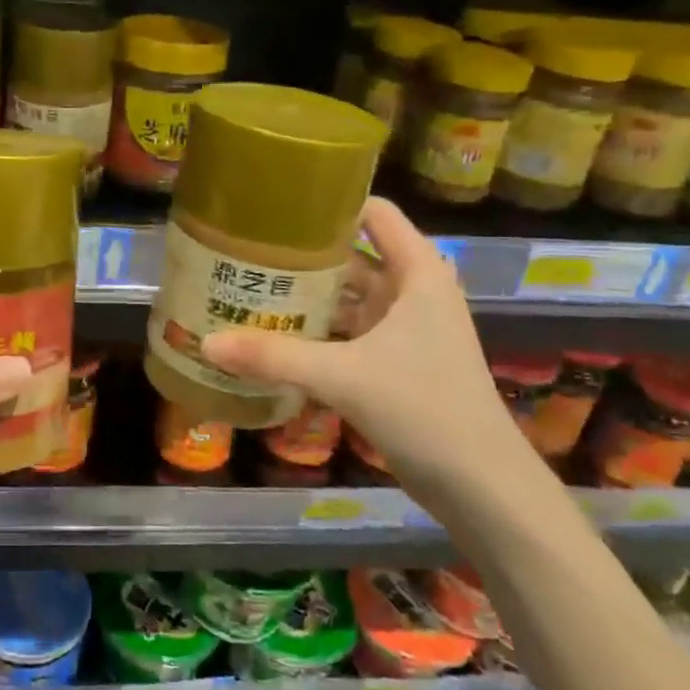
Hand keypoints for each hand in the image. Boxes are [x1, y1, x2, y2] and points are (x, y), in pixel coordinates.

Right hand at [201, 197, 535, 501]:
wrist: (483, 488)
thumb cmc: (425, 410)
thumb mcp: (343, 376)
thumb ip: (273, 357)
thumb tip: (206, 343)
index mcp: (417, 273)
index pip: (374, 213)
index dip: (331, 202)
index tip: (278, 204)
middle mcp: (413, 292)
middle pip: (353, 255)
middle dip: (305, 254)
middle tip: (247, 249)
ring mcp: (407, 330)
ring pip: (349, 298)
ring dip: (308, 296)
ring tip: (251, 288)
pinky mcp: (398, 363)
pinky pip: (350, 333)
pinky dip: (318, 332)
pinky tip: (276, 337)